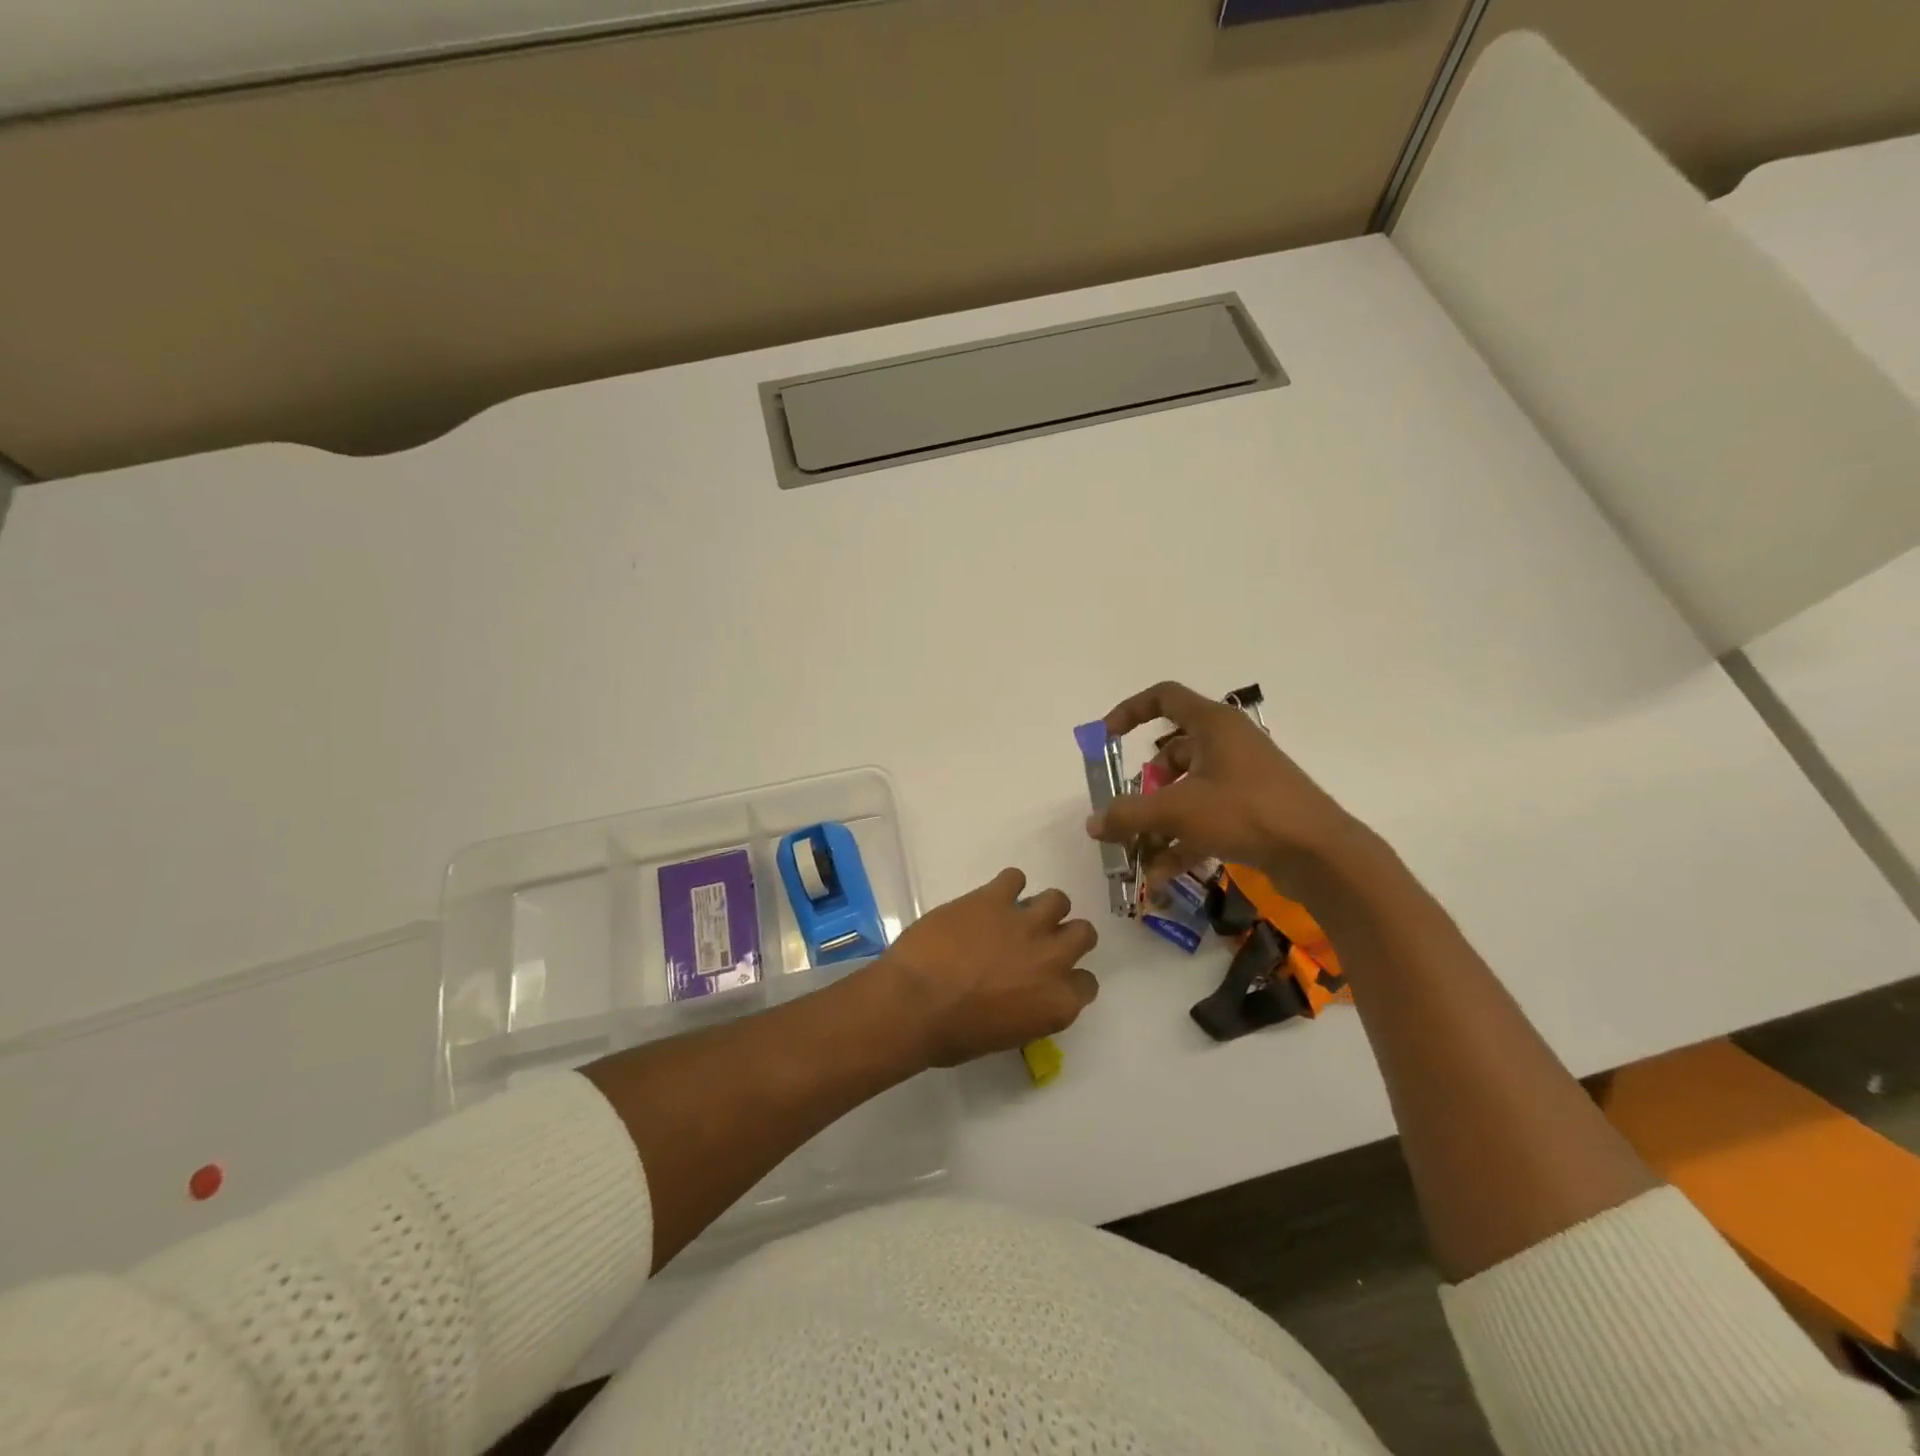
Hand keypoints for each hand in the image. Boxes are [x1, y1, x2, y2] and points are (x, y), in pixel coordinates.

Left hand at [878, 868, 1098, 1067]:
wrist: (913, 1002)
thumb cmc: (951, 1035)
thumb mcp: (1003, 1036)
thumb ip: (1027, 1011)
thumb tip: (1021, 995)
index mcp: (1057, 1003)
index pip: (1086, 984)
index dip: (1069, 979)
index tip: (1050, 979)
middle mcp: (1052, 959)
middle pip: (1083, 934)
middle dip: (1065, 936)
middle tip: (1040, 941)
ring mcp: (1025, 924)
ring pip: (1057, 899)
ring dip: (1042, 907)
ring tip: (1018, 915)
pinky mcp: (994, 899)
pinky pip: (1014, 877)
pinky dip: (1006, 886)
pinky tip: (990, 899)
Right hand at [1085, 680, 1361, 890]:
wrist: (1321, 854)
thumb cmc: (1247, 812)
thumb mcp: (1179, 811)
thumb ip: (1130, 815)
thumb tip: (1093, 822)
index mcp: (1213, 725)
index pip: (1164, 698)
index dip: (1130, 711)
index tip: (1107, 737)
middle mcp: (1228, 744)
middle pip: (1172, 753)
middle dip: (1145, 787)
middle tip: (1128, 812)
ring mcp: (1242, 778)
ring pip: (1187, 791)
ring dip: (1160, 822)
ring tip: (1140, 856)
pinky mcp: (1253, 810)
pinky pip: (1206, 817)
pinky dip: (1183, 841)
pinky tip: (1162, 876)